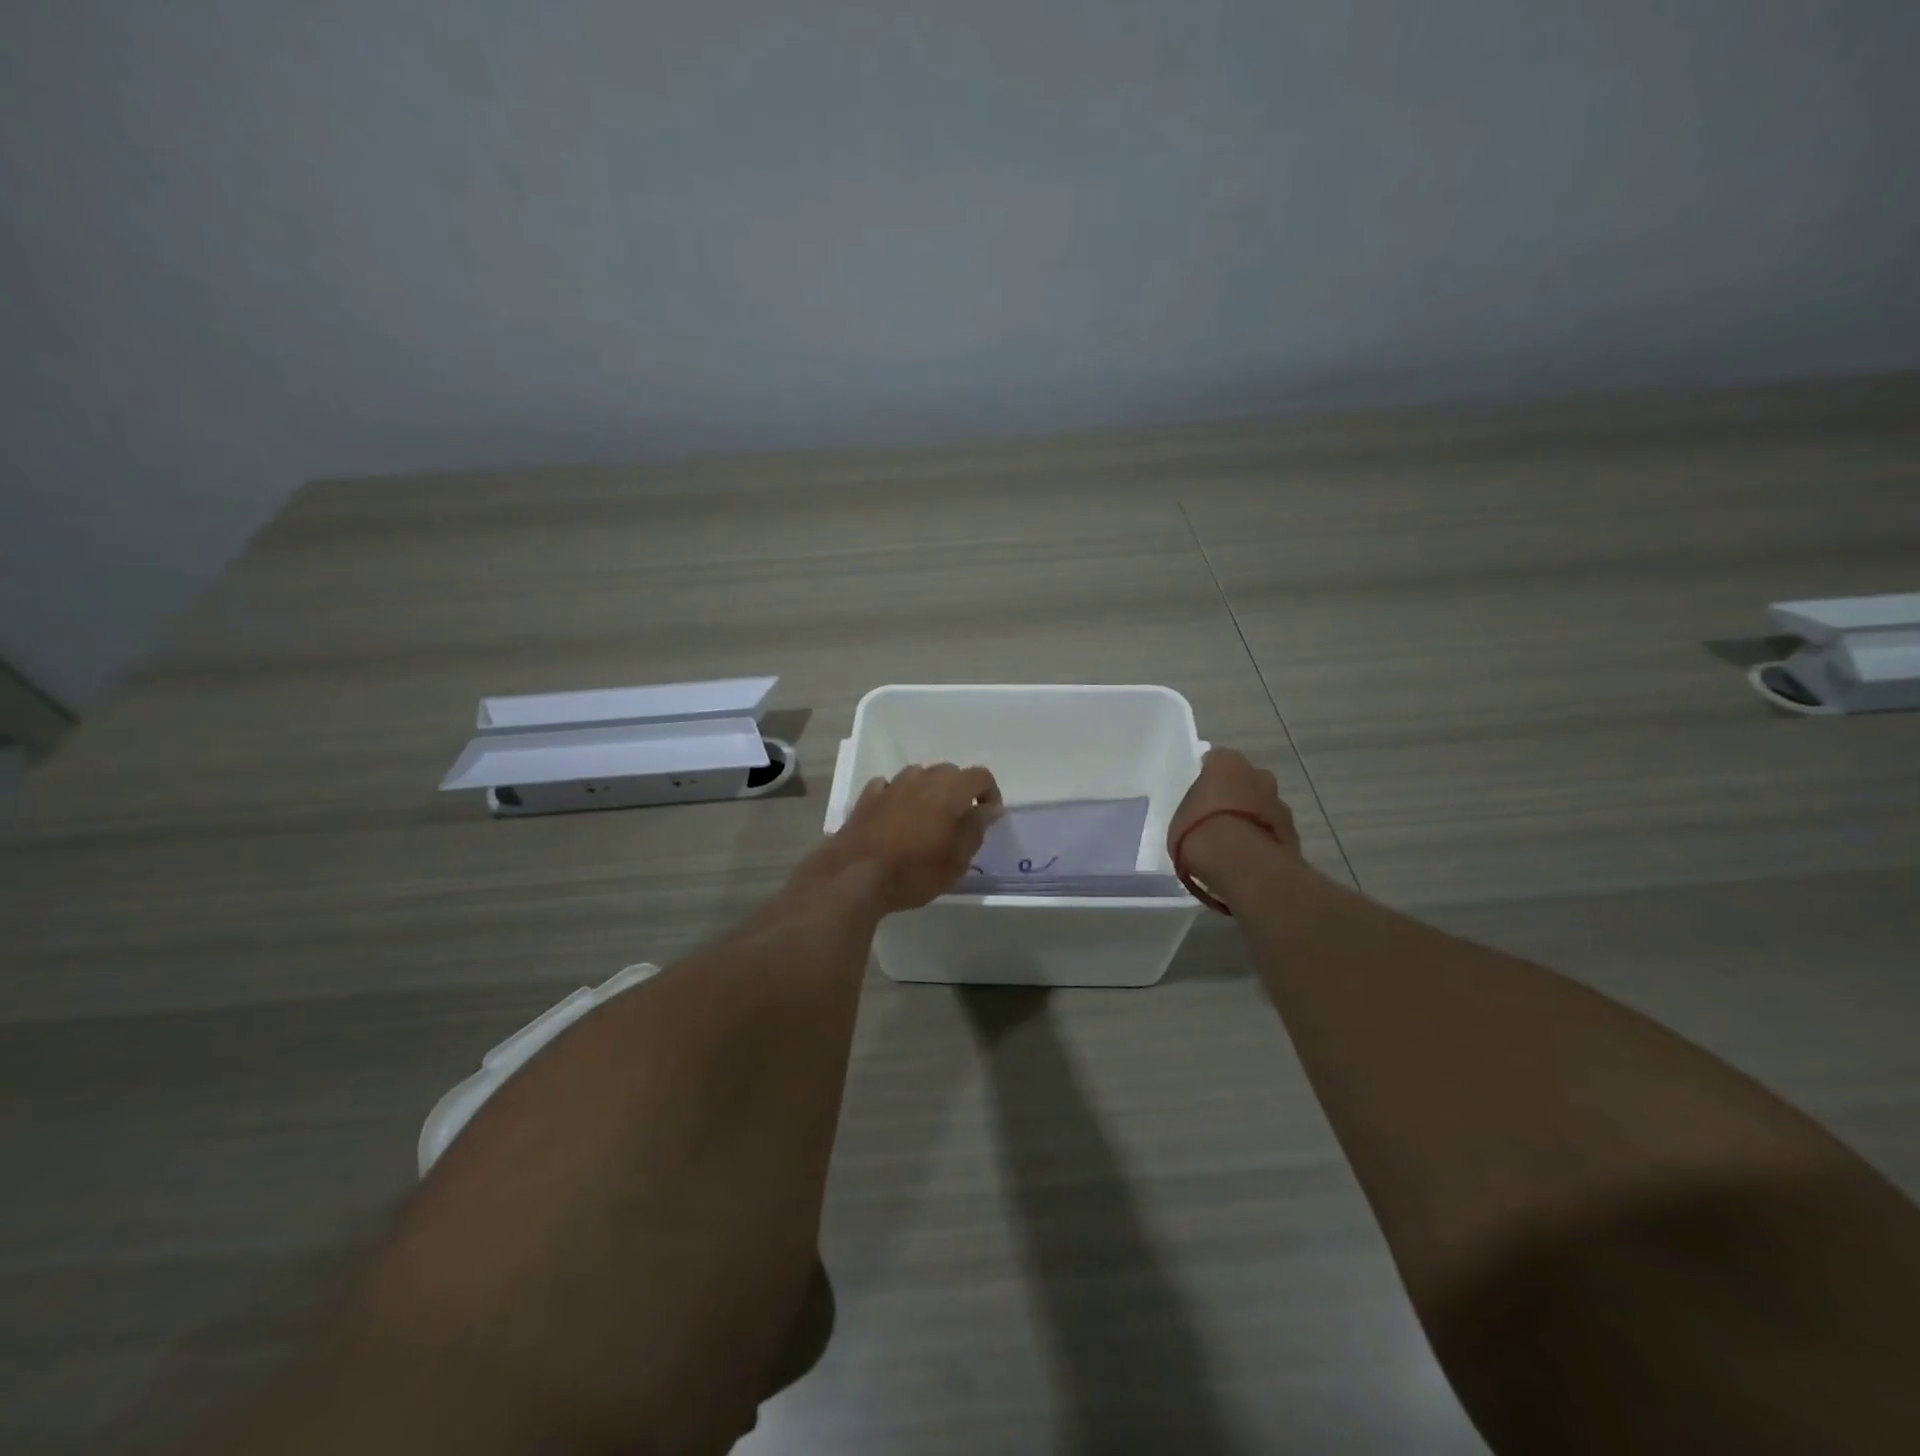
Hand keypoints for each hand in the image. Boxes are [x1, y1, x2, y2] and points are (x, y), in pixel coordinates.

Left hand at [806, 764, 1002, 913]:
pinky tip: (895, 814)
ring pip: (918, 775)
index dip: (990, 793)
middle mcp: (921, 778)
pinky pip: (888, 786)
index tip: (988, 816)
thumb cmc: (915, 871)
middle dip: (959, 790)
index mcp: (950, 789)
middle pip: (949, 772)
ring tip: (927, 818)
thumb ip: (976, 828)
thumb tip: (990, 808)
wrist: (855, 876)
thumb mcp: (957, 859)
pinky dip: (897, 795)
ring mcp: (891, 785)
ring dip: (928, 790)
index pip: (980, 776)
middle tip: (959, 820)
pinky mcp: (866, 798)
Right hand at [1167, 748, 1301, 904]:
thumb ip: (1193, 808)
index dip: (1209, 778)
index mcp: (1226, 762)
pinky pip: (1273, 832)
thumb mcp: (1180, 815)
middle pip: (1248, 781)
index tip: (1202, 794)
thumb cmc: (1198, 829)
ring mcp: (1280, 804)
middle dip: (1238, 795)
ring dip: (1254, 819)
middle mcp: (1259, 774)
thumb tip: (1199, 814)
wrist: (1238, 861)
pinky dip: (1264, 840)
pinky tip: (1248, 858)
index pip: (1217, 761)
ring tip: (1234, 843)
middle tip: (1219, 817)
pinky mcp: (1293, 833)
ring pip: (1265, 806)